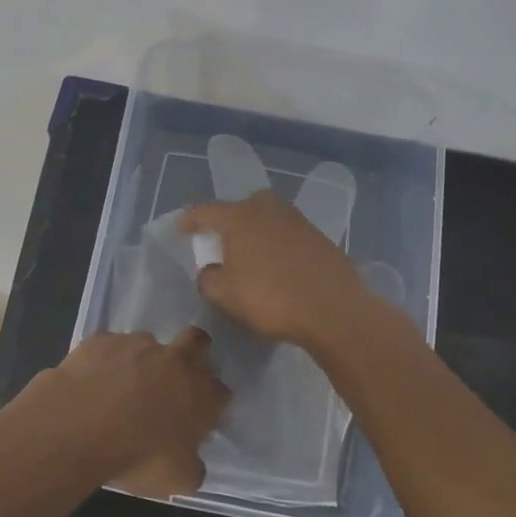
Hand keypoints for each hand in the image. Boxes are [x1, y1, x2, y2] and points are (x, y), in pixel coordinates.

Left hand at [14, 328, 228, 497]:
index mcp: (201, 394)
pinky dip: (104, 360)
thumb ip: (192, 466)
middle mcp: (175, 360)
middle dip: (193, 352)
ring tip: (119, 386)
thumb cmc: (138, 456)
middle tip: (173, 378)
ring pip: (148, 343)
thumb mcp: (177, 480)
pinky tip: (90, 381)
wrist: (79, 426)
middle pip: (198, 341)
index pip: (220, 390)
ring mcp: (137, 344)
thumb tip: (191, 461)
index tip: (197, 416)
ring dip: (141, 360)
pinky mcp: (101, 339)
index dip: (211, 401)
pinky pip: (108, 346)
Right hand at [179, 192, 371, 350]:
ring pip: (268, 218)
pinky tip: (278, 266)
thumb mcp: (225, 295)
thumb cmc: (270, 298)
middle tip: (221, 240)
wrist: (333, 310)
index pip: (206, 211)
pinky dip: (278, 245)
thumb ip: (208, 278)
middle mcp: (269, 210)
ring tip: (250, 254)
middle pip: (242, 206)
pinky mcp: (320, 238)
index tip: (181, 229)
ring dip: (256, 231)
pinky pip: (288, 235)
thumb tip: (211, 270)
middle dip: (229, 219)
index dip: (190, 219)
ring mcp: (298, 222)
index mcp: (240, 218)